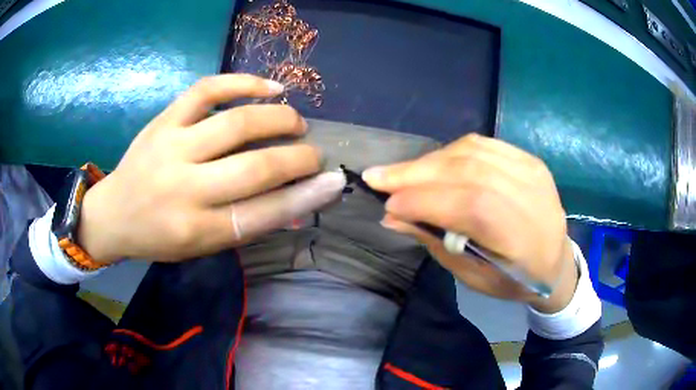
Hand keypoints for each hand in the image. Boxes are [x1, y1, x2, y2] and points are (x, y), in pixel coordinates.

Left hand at [77, 74, 344, 263]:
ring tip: (296, 122)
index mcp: (197, 229)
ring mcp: (172, 147)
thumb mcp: (202, 246)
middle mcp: (185, 188)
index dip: (306, 196)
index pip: (265, 213)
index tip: (333, 182)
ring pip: (237, 123)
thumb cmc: (159, 236)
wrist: (114, 213)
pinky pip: (208, 89)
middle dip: (299, 158)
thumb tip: (297, 202)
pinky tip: (270, 87)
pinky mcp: (164, 120)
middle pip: (256, 167)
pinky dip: (244, 82)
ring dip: (278, 118)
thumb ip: (246, 223)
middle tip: (314, 154)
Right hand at [362, 134, 576, 312]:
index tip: (387, 202)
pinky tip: (433, 163)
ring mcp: (532, 171)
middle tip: (378, 175)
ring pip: (472, 152)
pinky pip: (483, 145)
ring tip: (401, 171)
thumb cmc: (513, 278)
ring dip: (430, 161)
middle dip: (417, 173)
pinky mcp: (528, 159)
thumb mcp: (473, 276)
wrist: (555, 261)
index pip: (470, 205)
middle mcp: (531, 196)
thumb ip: (436, 241)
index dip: (425, 200)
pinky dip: (451, 152)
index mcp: (522, 238)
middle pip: (469, 171)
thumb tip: (393, 216)